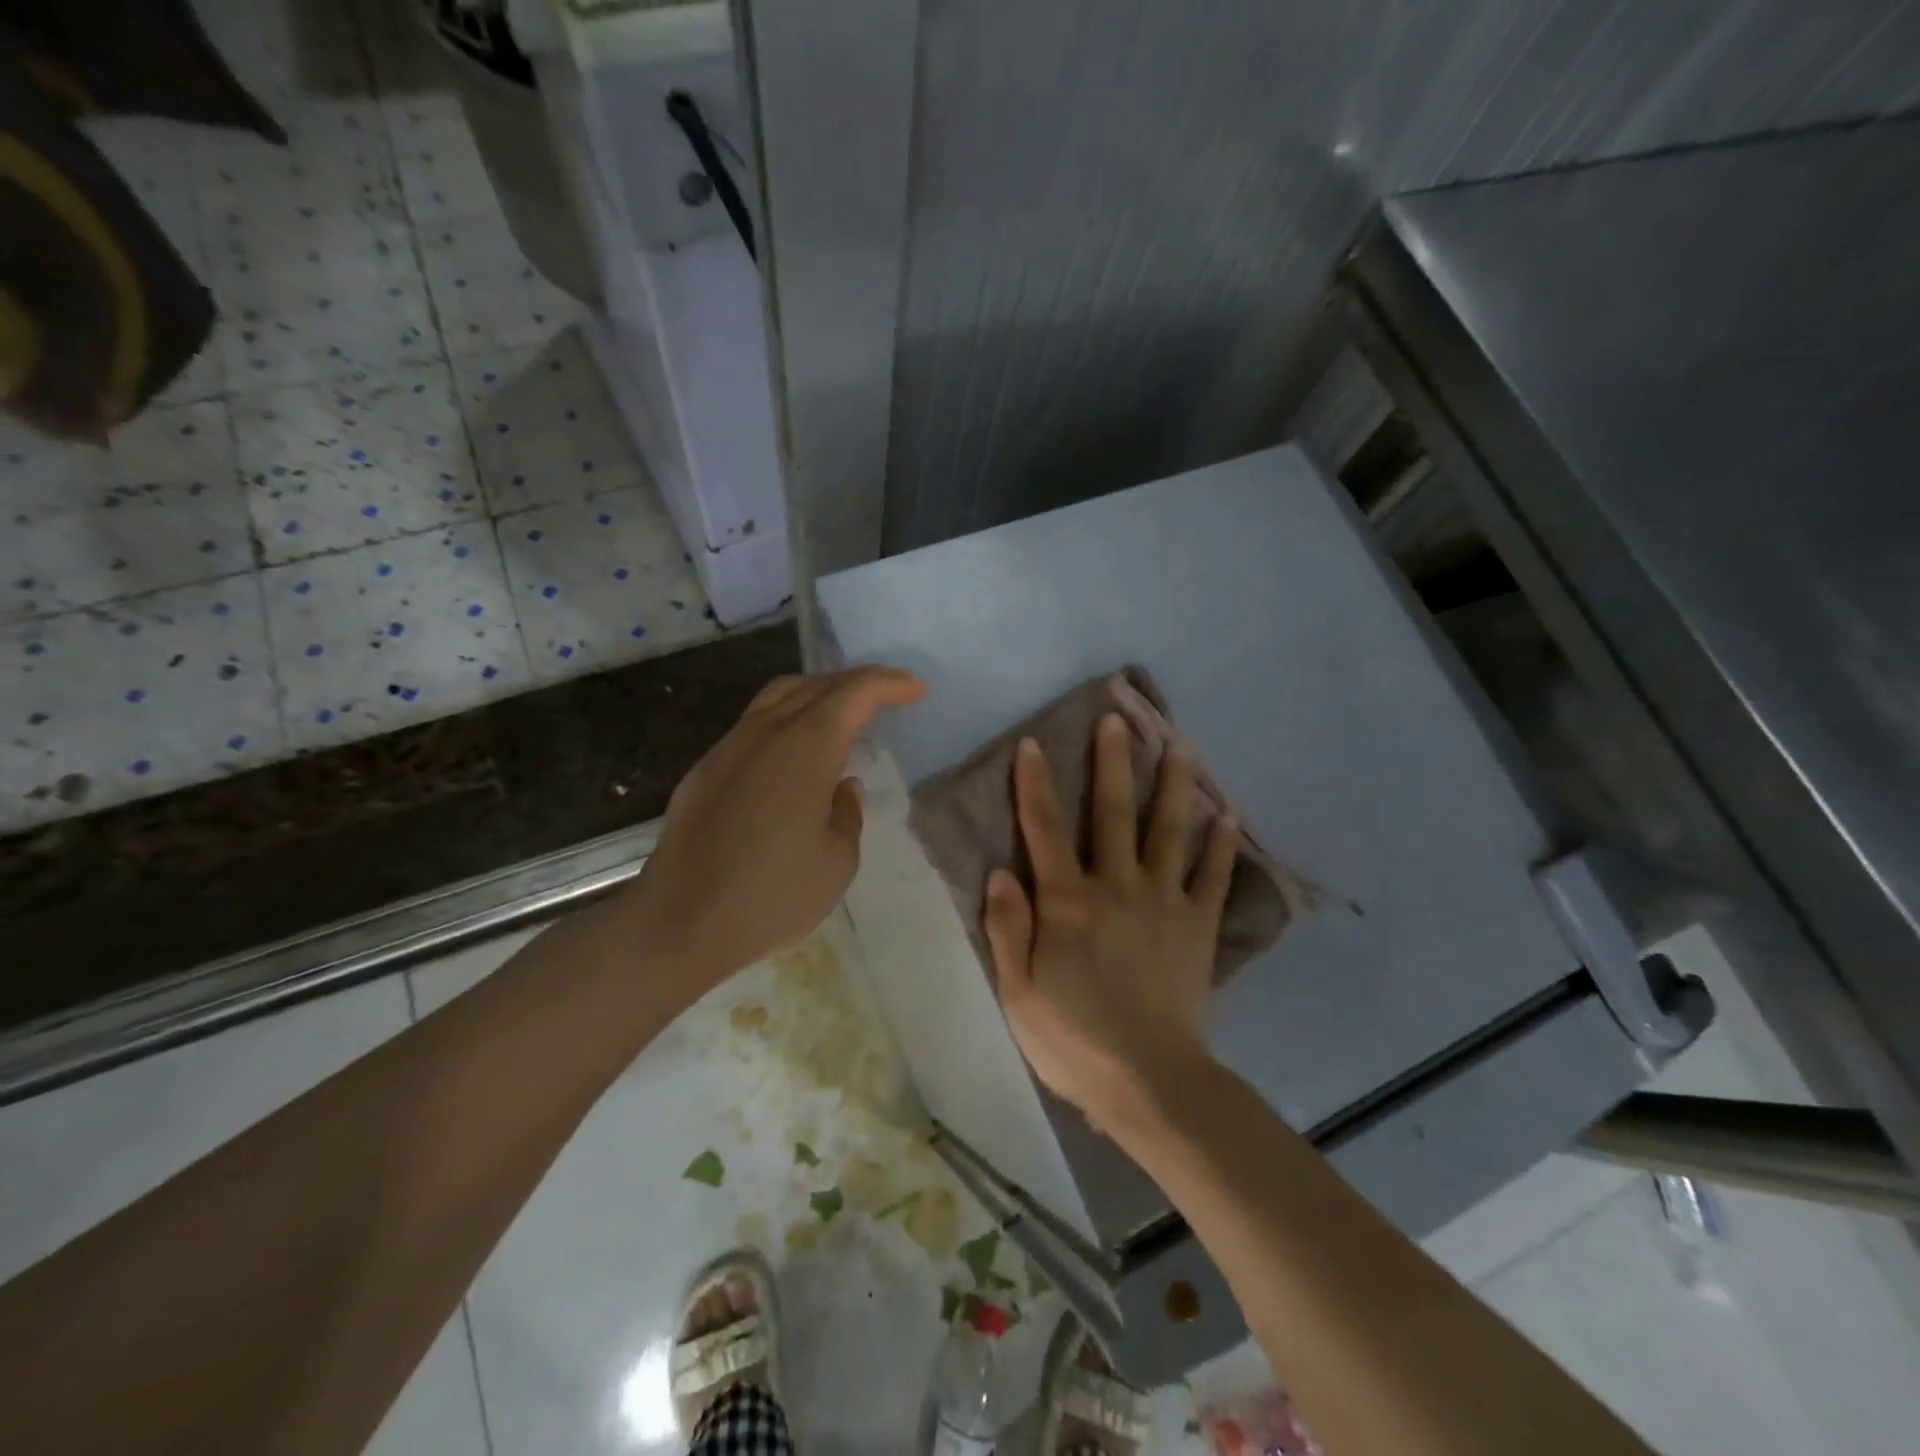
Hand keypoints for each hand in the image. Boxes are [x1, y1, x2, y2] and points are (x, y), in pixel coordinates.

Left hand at [625, 666, 924, 990]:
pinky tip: (795, 751)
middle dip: (857, 682)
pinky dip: (787, 718)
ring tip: (843, 711)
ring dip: (818, 692)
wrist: (679, 923)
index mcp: (806, 749)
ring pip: (778, 696)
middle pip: (816, 685)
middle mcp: (765, 734)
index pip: (853, 694)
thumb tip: (841, 787)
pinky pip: (754, 723)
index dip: (888, 684)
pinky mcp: (705, 770)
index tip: (916, 690)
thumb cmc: (771, 896)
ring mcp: (728, 748)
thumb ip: (847, 814)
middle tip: (887, 694)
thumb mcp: (837, 862)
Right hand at [983, 713, 1237, 1132]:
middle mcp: (1117, 886)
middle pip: (1113, 812)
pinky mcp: (1198, 926)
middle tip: (1119, 719)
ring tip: (1181, 745)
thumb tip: (999, 870)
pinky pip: (1213, 876)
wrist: (1150, 1082)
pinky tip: (1228, 814)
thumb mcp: (1019, 991)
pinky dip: (1221, 845)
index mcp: (1068, 901)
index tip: (1033, 744)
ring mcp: (1164, 902)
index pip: (1044, 828)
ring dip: (1174, 785)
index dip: (1034, 784)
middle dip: (1113, 762)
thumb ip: (1007, 926)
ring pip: (1168, 831)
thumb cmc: (1074, 1039)